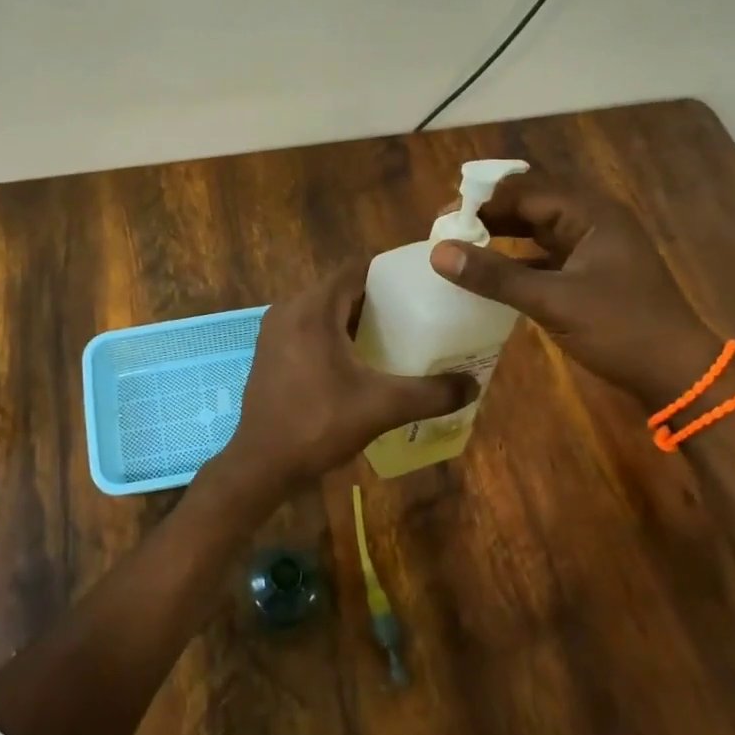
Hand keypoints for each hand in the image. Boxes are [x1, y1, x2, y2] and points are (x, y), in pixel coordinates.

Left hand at [215, 261, 475, 503]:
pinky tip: (358, 358)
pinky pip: (307, 327)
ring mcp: (274, 331)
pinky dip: (333, 333)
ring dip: (354, 317)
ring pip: (322, 309)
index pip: (355, 269)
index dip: (389, 272)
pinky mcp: (269, 352)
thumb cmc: (318, 425)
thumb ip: (430, 393)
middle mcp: (288, 310)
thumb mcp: (381, 407)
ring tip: (393, 334)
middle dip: (376, 297)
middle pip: (340, 288)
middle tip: (415, 312)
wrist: (261, 464)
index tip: (421, 283)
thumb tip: (473, 385)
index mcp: (312, 309)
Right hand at [429, 168, 713, 403]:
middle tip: (445, 232)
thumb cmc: (621, 329)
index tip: (442, 220)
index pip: (525, 192)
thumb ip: (495, 276)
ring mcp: (593, 248)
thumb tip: (438, 253)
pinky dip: (516, 261)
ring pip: (536, 231)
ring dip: (501, 236)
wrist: (677, 375)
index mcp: (591, 214)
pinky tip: (489, 274)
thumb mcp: (553, 301)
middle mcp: (592, 222)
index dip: (482, 202)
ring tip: (460, 247)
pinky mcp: (590, 274)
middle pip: (530, 205)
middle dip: (488, 215)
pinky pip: (544, 256)